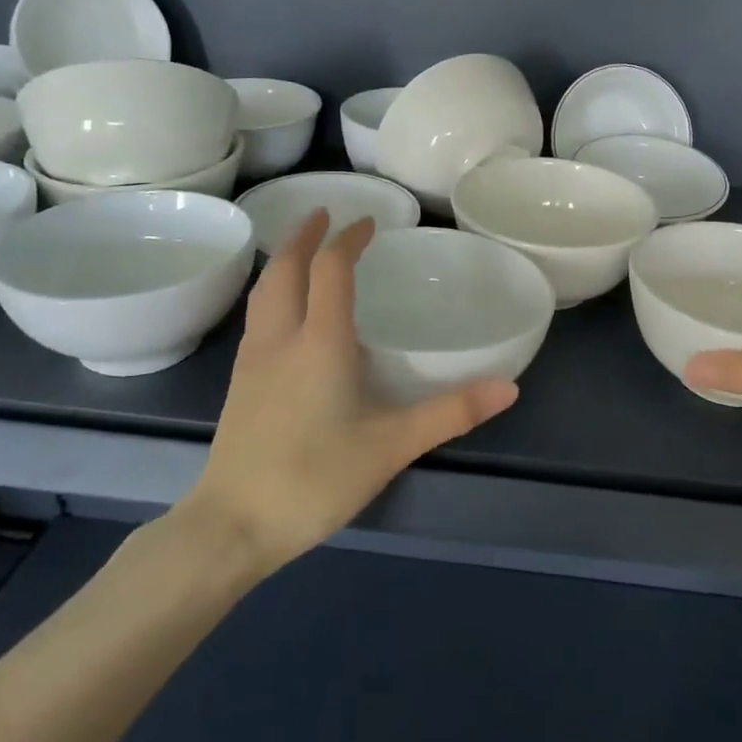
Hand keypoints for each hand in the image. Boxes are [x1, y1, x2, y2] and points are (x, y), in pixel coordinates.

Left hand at [180, 210, 518, 572]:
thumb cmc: (315, 478)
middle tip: (325, 215)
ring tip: (301, 251)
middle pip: (286, 268)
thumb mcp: (392, 446)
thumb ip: (451, 413)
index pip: (331, 269)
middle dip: (305, 236)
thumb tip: (509, 387)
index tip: (368, 223)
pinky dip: (273, 293)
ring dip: (284, 261)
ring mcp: (252, 360)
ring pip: (264, 292)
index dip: (349, 239)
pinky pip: (256, 318)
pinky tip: (284, 314)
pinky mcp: (238, 384)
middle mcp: (281, 339)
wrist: (231, 526)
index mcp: (320, 342)